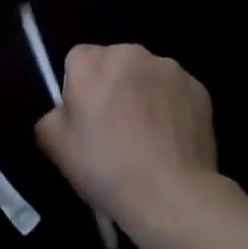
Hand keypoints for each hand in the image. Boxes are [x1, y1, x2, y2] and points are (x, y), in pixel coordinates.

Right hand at [35, 43, 220, 236]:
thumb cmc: (106, 169)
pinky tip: (172, 141)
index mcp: (91, 61)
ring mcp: (167, 67)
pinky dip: (172, 108)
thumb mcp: (57, 149)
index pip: (77, 60)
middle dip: (113, 87)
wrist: (170, 196)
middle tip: (116, 130)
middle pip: (114, 63)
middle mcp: (130, 52)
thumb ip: (50, 118)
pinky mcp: (197, 87)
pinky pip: (176, 92)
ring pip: (147, 75)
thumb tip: (62, 112)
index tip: (86, 119)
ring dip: (144, 94)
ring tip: (148, 139)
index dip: (79, 88)